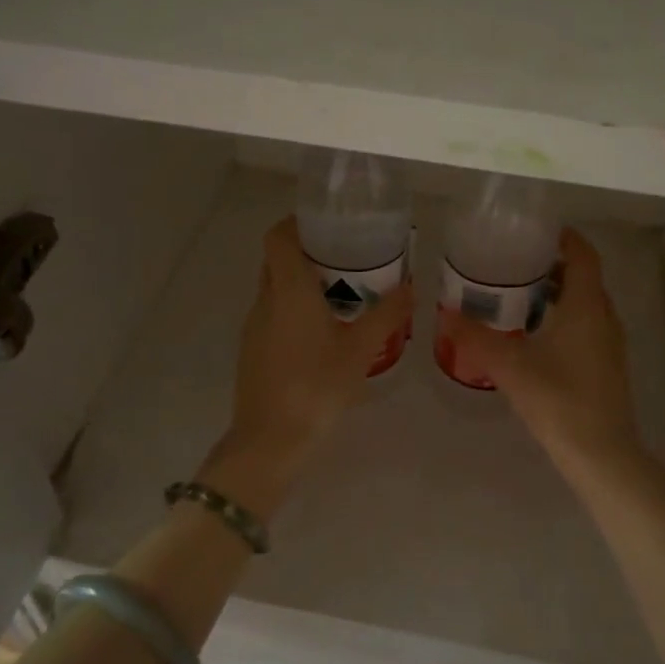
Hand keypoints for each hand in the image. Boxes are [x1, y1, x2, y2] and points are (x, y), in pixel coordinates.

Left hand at [217, 218, 412, 497]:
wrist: (270, 441)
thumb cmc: (316, 387)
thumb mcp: (360, 350)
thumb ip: (386, 315)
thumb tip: (411, 286)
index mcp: (288, 290)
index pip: (278, 237)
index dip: (297, 222)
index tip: (327, 222)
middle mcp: (265, 301)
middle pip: (277, 259)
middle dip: (307, 251)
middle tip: (346, 255)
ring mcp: (254, 327)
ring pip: (275, 288)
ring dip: (303, 282)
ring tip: (343, 291)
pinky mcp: (253, 350)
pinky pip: (274, 314)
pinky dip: (295, 308)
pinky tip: (325, 330)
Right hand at [439, 229, 647, 477]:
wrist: (602, 454)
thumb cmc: (559, 401)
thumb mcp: (510, 366)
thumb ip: (476, 337)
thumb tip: (444, 312)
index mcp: (586, 306)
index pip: (583, 255)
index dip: (564, 237)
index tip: (533, 230)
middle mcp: (603, 317)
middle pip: (583, 276)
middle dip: (552, 263)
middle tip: (514, 261)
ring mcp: (608, 342)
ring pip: (585, 302)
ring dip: (558, 291)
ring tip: (517, 293)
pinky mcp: (606, 364)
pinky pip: (586, 324)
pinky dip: (563, 315)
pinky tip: (533, 332)